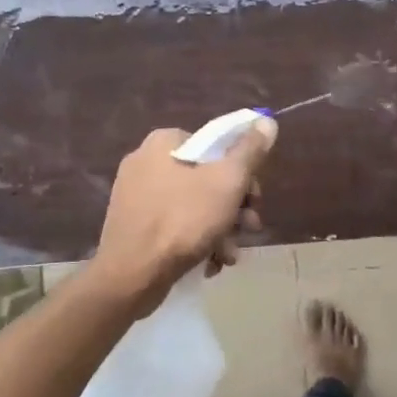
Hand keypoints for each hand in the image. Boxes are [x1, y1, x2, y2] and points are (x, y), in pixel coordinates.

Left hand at [88, 119, 276, 316]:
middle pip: (207, 177)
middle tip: (249, 228)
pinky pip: (174, 225)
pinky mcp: (132, 225)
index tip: (254, 199)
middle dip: (234, 206)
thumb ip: (250, 150)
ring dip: (220, 228)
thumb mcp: (227, 181)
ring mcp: (136, 195)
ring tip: (230, 254)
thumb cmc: (183, 220)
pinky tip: (211, 262)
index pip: (216, 145)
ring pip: (193, 205)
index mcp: (164, 142)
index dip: (243, 171)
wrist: (131, 276)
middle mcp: (146, 161)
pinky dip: (196, 240)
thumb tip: (266, 120)